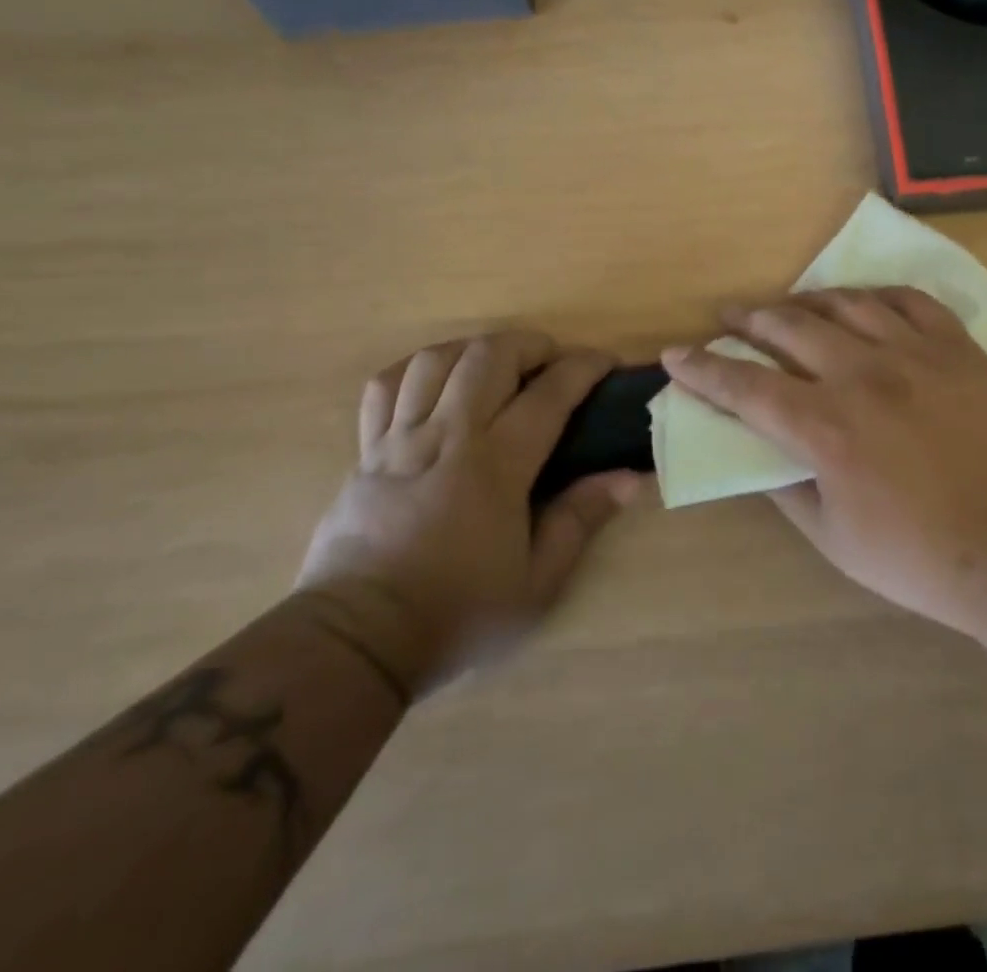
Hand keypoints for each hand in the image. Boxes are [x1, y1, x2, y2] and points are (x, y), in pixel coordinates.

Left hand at [297, 332, 643, 696]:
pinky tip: (434, 381)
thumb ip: (581, 520)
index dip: (583, 368)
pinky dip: (414, 370)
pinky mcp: (365, 452)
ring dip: (474, 349)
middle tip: (550, 362)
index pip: (548, 394)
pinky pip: (383, 387)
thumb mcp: (536, 583)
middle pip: (488, 356)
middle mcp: (448, 437)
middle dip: (529, 344)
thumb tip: (630, 478)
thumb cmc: (456, 614)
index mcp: (495, 467)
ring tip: (495, 366)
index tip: (605, 363)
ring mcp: (400, 440)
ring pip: (435, 360)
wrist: (356, 642)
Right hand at [662, 289, 986, 641]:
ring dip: (805, 300)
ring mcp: (915, 353)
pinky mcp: (957, 348)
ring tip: (787, 305)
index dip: (703, 370)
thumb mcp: (835, 540)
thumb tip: (757, 453)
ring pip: (845, 303)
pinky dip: (874, 294)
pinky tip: (862, 301)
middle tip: (728, 316)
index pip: (745, 387)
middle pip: (789, 328)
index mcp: (826, 428)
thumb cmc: (923, 557)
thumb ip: (786, 489)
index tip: (675, 354)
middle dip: (748, 319)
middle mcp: (863, 376)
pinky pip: (908, 300)